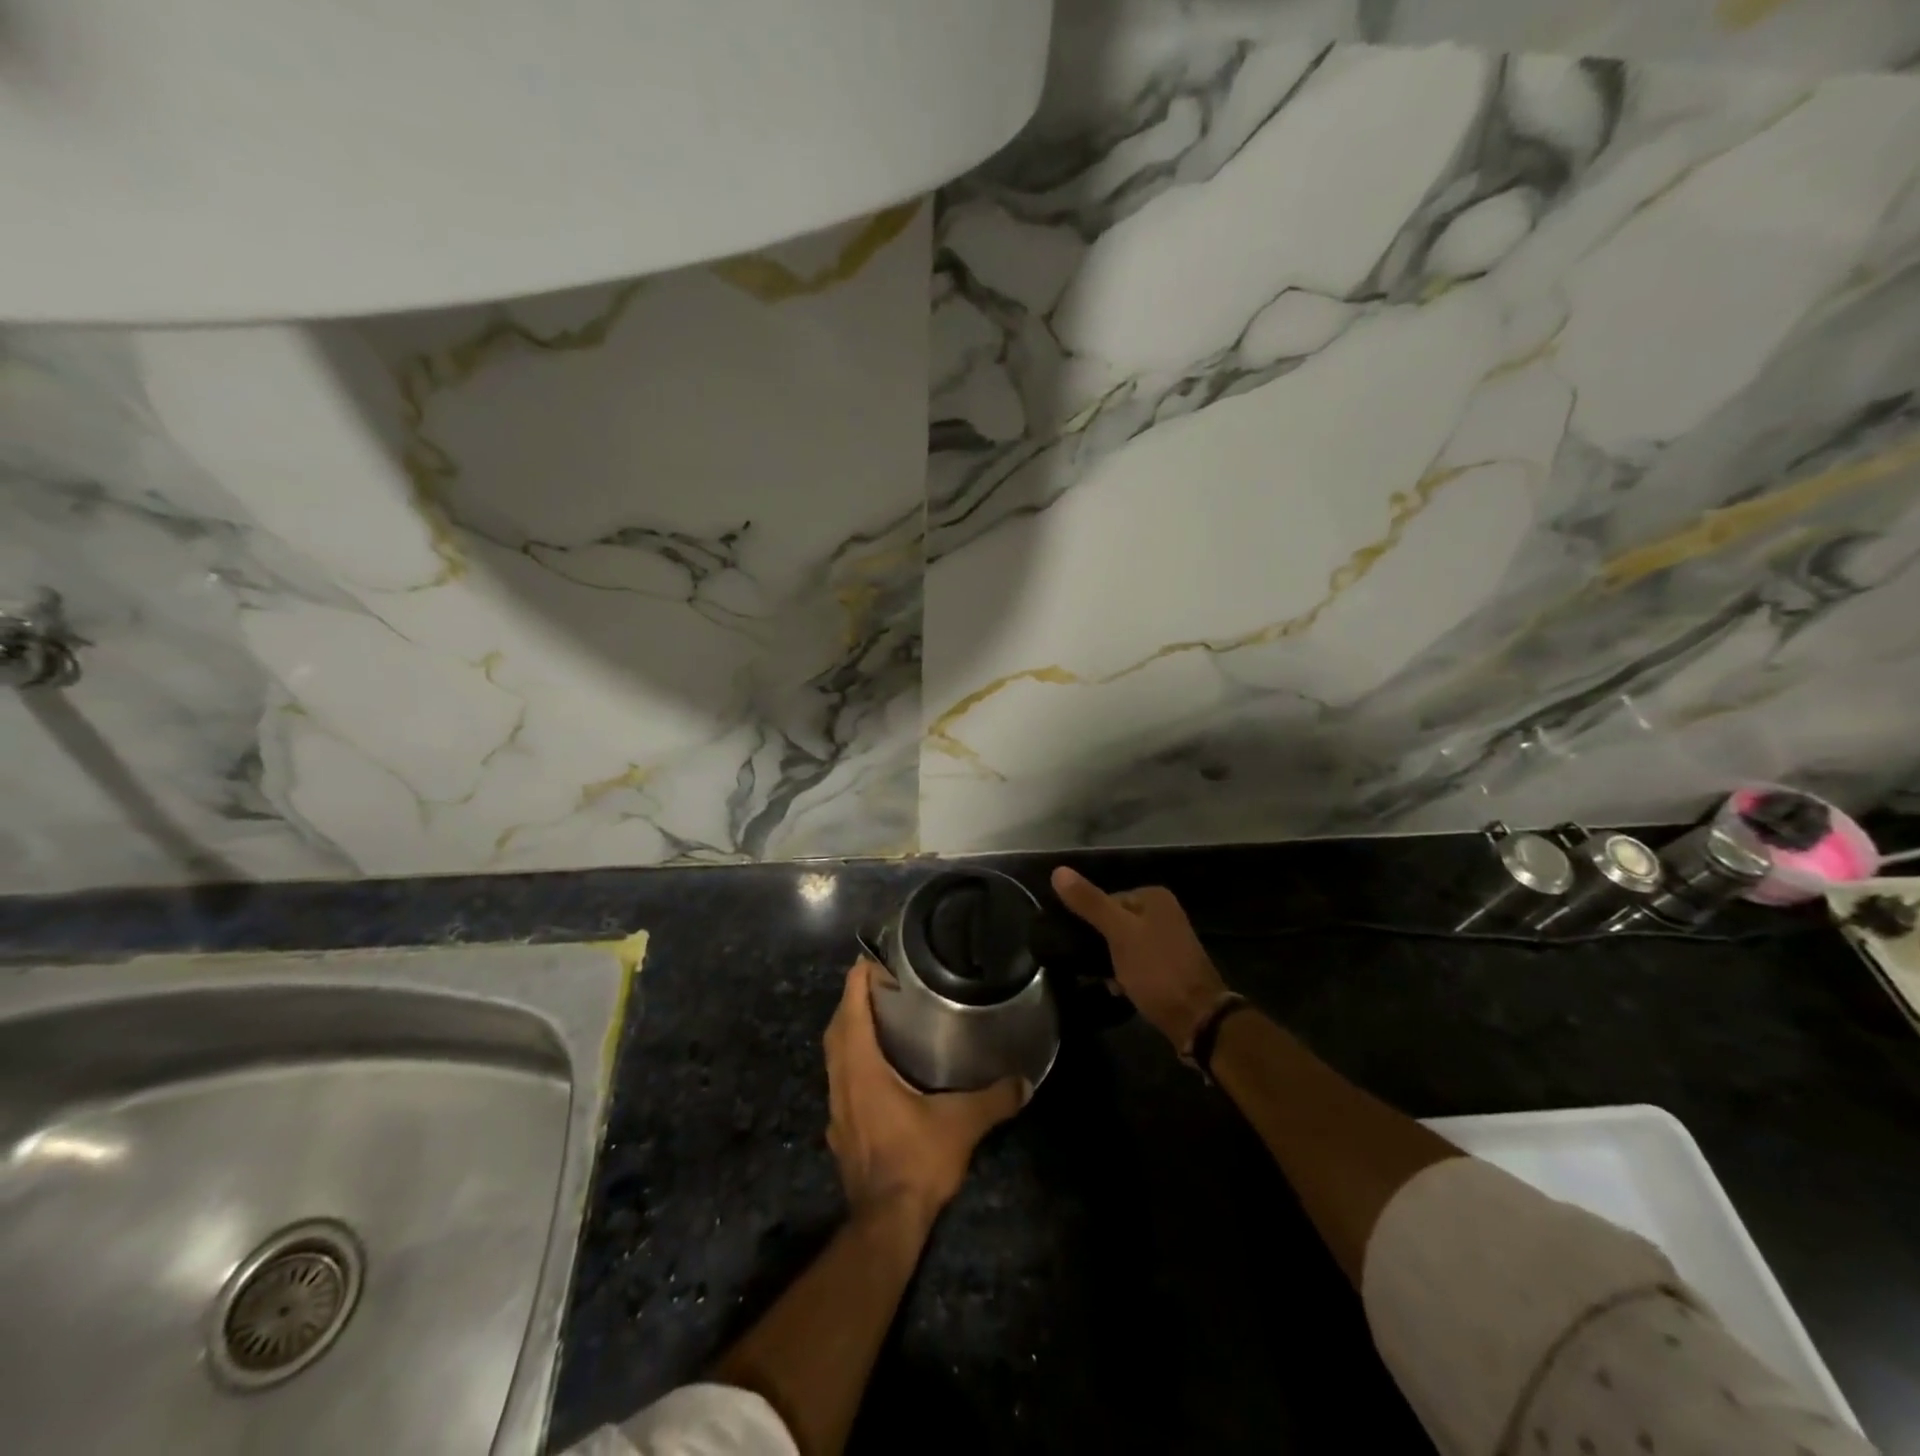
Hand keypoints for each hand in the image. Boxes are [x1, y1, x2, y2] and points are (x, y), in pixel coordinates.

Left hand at [824, 959, 1026, 1228]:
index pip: (852, 1010)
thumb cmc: (916, 1161)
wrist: (885, 1224)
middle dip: (852, 1001)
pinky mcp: (840, 1130)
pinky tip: (875, 1070)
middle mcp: (842, 1081)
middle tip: (878, 983)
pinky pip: (840, 1081)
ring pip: (835, 1056)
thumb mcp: (961, 1124)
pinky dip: (852, 1062)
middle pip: (838, 1028)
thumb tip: (1025, 1081)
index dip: (857, 980)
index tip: (870, 958)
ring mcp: (837, 1108)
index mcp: (861, 1068)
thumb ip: (993, 1098)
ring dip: (849, 1031)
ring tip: (877, 1017)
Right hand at [1051, 867, 1227, 1051]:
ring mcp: (1168, 940)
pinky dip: (1125, 974)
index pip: (1106, 899)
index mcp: (1154, 897)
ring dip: (1110, 961)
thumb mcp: (1119, 933)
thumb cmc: (1156, 970)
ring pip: (1123, 944)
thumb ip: (1090, 903)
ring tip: (1104, 979)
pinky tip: (1118, 989)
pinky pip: (1136, 962)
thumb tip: (1058, 871)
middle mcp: (1164, 913)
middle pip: (1115, 921)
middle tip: (1089, 963)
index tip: (1081, 943)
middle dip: (1100, 943)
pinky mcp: (1168, 966)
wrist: (1198, 1019)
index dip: (1091, 921)